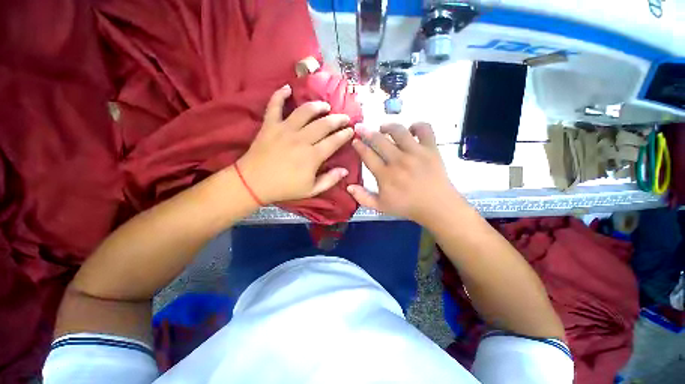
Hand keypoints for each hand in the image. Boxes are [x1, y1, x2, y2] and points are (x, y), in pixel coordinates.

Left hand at [237, 85, 353, 203]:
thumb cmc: (284, 188)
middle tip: (345, 117)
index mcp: (312, 156)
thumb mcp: (311, 190)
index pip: (334, 141)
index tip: (351, 131)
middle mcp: (301, 139)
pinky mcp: (270, 125)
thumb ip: (329, 180)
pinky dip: (279, 95)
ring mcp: (285, 130)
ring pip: (305, 112)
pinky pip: (274, 105)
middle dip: (338, 119)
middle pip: (324, 124)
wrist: (253, 183)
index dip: (345, 135)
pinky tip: (287, 88)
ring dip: (317, 106)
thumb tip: (345, 171)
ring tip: (325, 105)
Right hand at [347, 123, 462, 225]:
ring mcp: (416, 153)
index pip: (367, 155)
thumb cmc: (407, 207)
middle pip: (379, 140)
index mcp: (385, 175)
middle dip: (366, 131)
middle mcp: (398, 161)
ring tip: (384, 128)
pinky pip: (424, 129)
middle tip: (361, 128)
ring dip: (388, 126)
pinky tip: (411, 130)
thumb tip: (349, 186)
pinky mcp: (431, 149)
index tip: (355, 140)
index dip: (359, 146)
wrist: (437, 207)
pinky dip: (417, 125)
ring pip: (399, 131)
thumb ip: (362, 197)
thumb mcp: (380, 207)